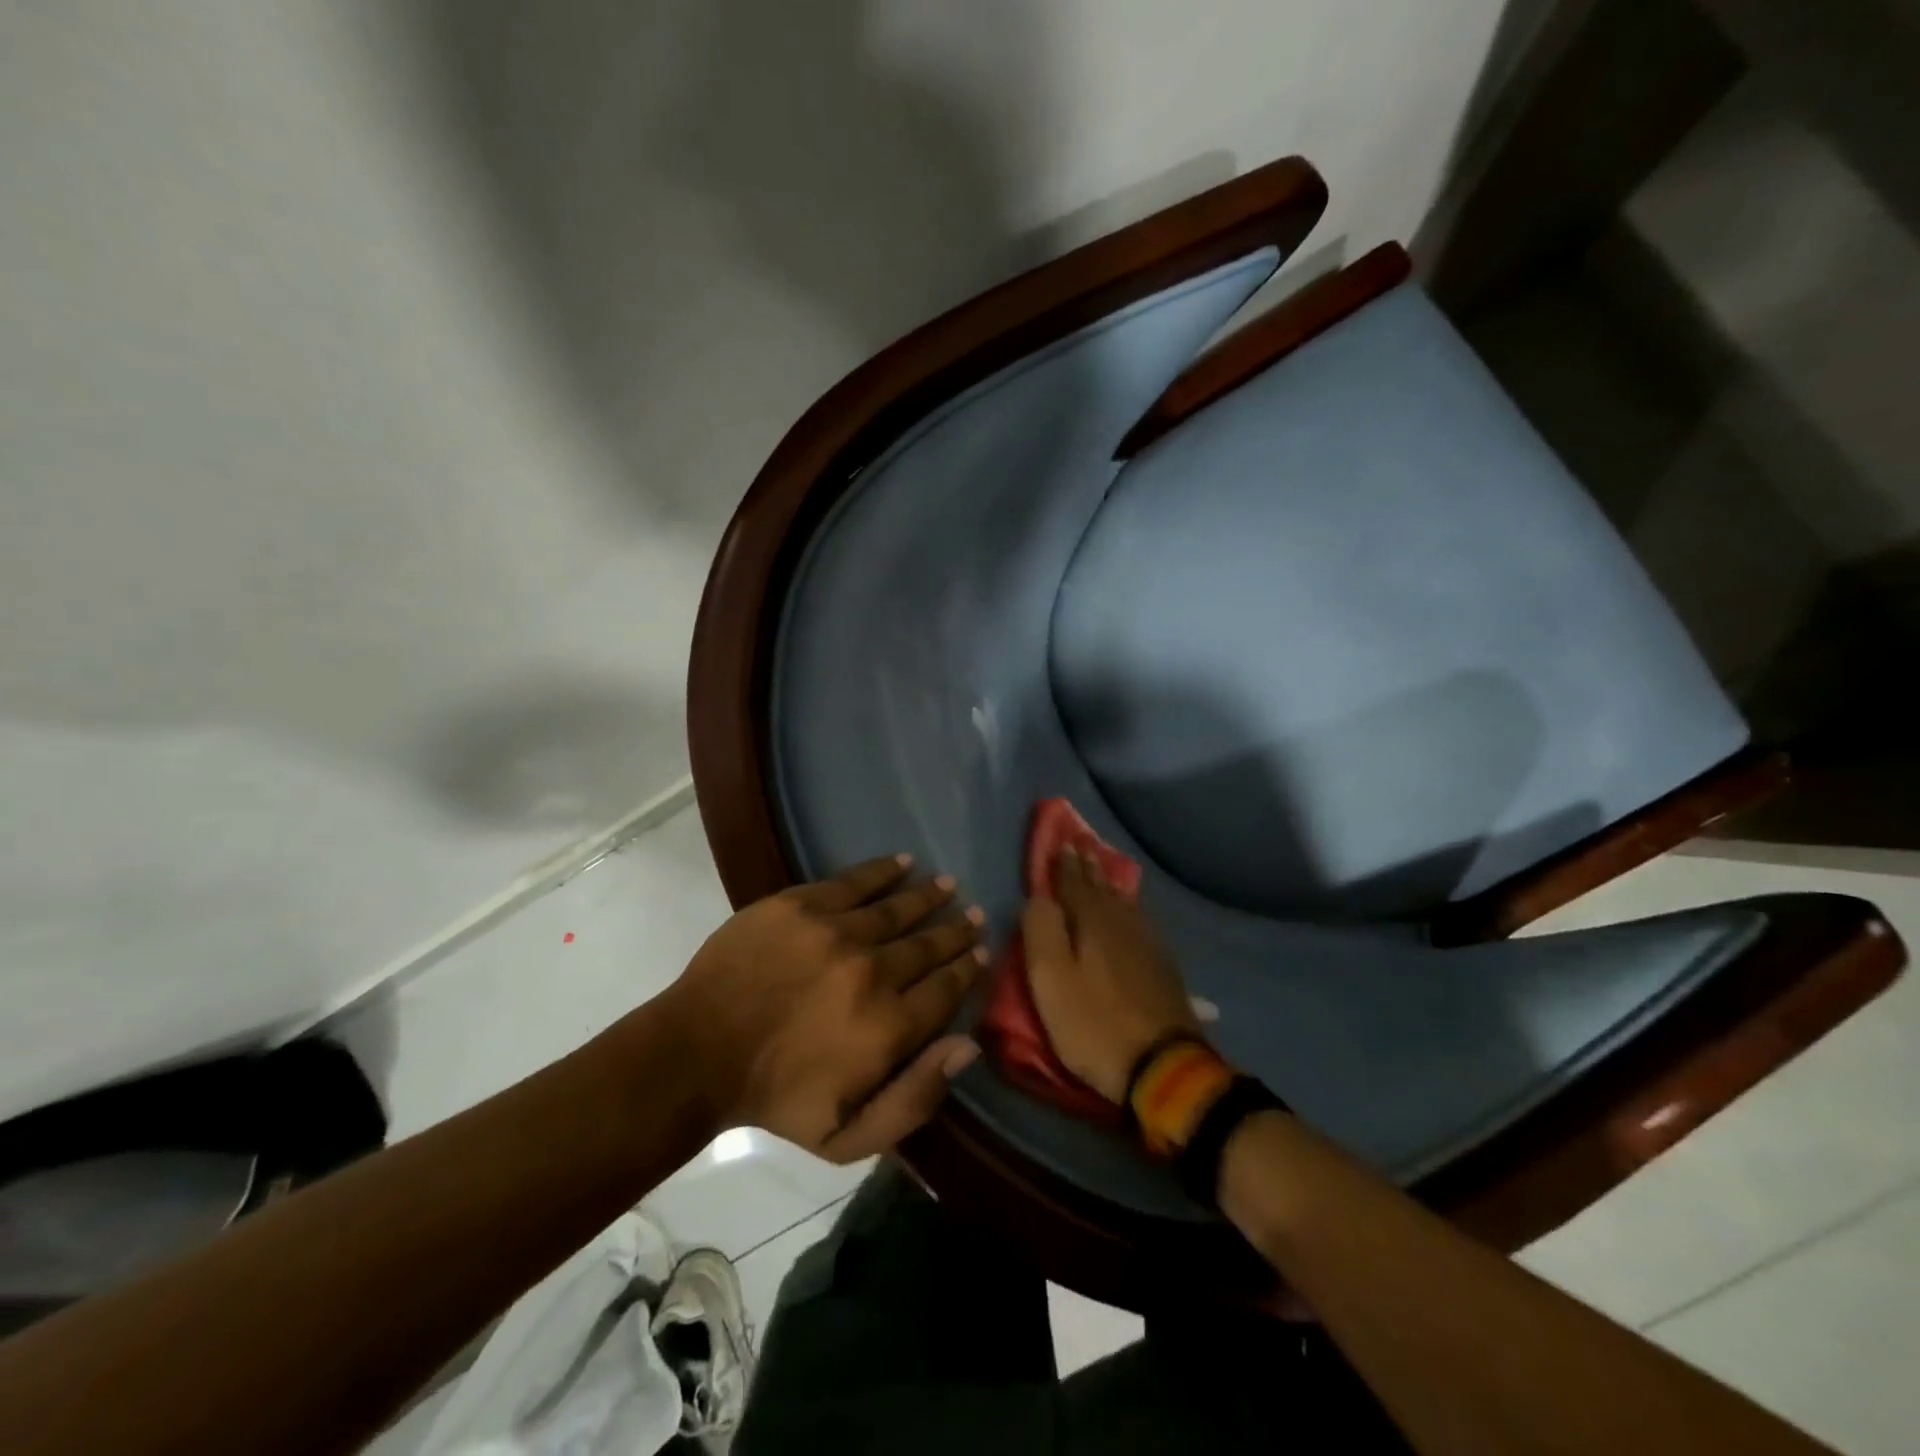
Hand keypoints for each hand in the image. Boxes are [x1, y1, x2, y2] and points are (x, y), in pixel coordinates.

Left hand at [667, 856, 984, 1161]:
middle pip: (929, 945)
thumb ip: (915, 1098)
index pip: (946, 989)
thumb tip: (968, 1046)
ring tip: (948, 885)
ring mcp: (836, 932)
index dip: (967, 969)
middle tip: (974, 916)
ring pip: (898, 908)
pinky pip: (855, 881)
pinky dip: (884, 871)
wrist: (699, 1052)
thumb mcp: (847, 1135)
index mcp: (889, 1027)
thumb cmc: (776, 1099)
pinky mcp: (802, 905)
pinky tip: (904, 862)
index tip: (980, 953)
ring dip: (929, 896)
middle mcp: (873, 972)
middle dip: (957, 930)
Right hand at [1022, 848, 1200, 1102]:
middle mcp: (1122, 922)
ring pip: (1123, 903)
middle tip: (1082, 845)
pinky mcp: (1163, 966)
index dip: (1064, 864)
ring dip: (1109, 884)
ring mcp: (1148, 943)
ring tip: (1102, 871)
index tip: (1061, 841)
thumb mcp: (1050, 979)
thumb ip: (1040, 930)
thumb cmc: (1094, 1023)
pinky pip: (1140, 922)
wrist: (1164, 1065)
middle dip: (1089, 867)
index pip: (1073, 883)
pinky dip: (1129, 908)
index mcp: (1092, 921)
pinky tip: (1132, 913)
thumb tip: (1038, 897)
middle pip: (1102, 888)